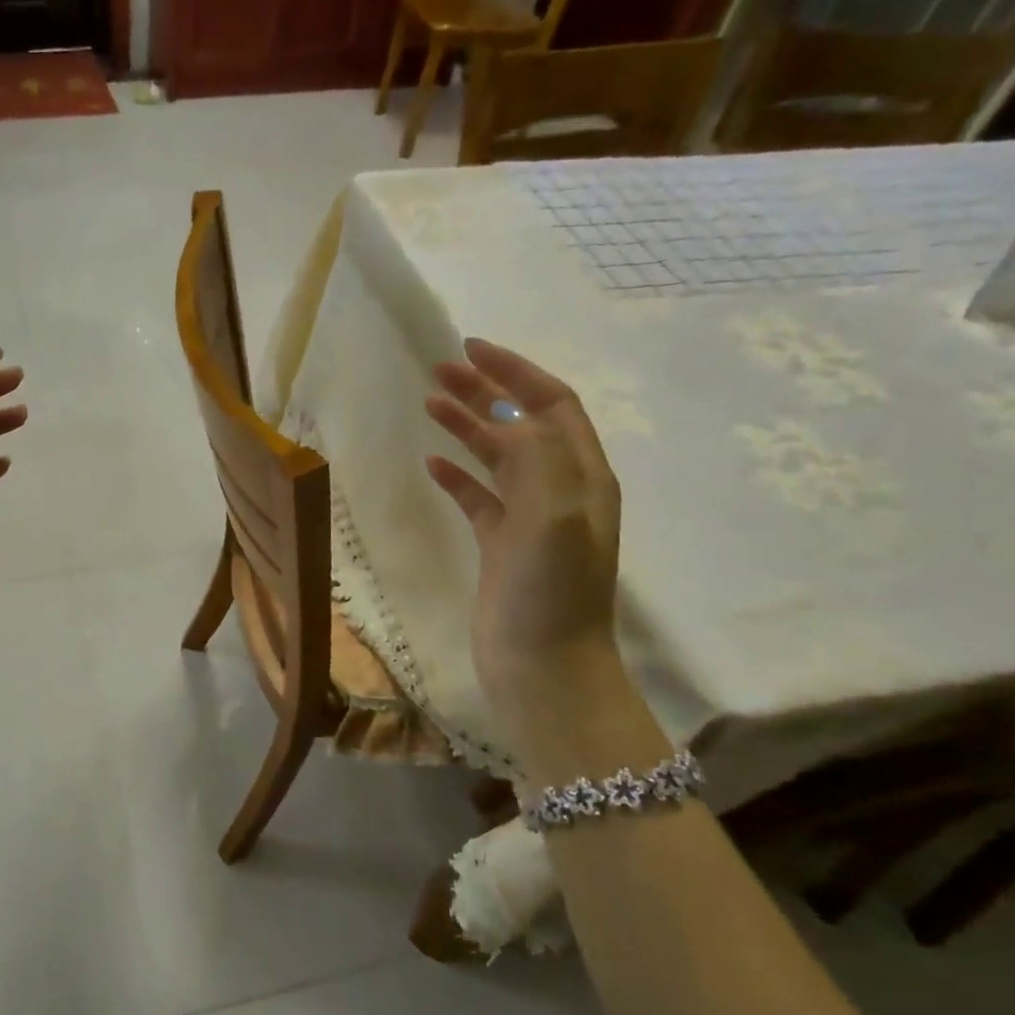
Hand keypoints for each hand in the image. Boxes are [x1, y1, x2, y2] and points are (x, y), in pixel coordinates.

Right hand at [424, 339, 624, 720]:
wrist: (542, 667)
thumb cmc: (551, 593)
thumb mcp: (554, 517)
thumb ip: (538, 458)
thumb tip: (507, 418)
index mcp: (583, 476)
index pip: (553, 405)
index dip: (516, 372)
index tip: (472, 348)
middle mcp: (561, 491)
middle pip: (523, 424)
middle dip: (486, 390)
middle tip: (441, 369)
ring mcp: (530, 520)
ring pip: (497, 457)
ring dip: (468, 426)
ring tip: (431, 402)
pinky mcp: (501, 546)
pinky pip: (478, 497)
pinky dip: (457, 475)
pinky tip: (432, 463)